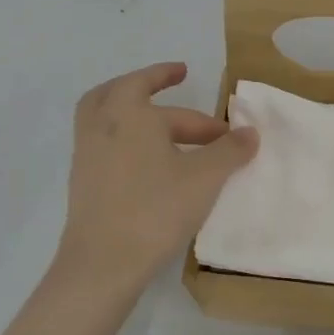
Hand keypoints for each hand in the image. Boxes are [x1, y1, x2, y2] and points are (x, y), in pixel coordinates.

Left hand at [55, 63, 256, 293]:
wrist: (103, 263)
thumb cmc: (156, 208)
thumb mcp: (205, 177)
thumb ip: (230, 150)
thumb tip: (250, 132)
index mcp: (127, 113)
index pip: (149, 83)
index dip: (166, 74)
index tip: (184, 71)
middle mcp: (101, 126)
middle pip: (122, 95)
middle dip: (152, 92)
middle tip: (177, 94)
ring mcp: (86, 155)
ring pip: (107, 119)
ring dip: (136, 116)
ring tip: (166, 128)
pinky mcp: (83, 183)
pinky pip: (105, 145)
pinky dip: (128, 140)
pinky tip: (155, 163)